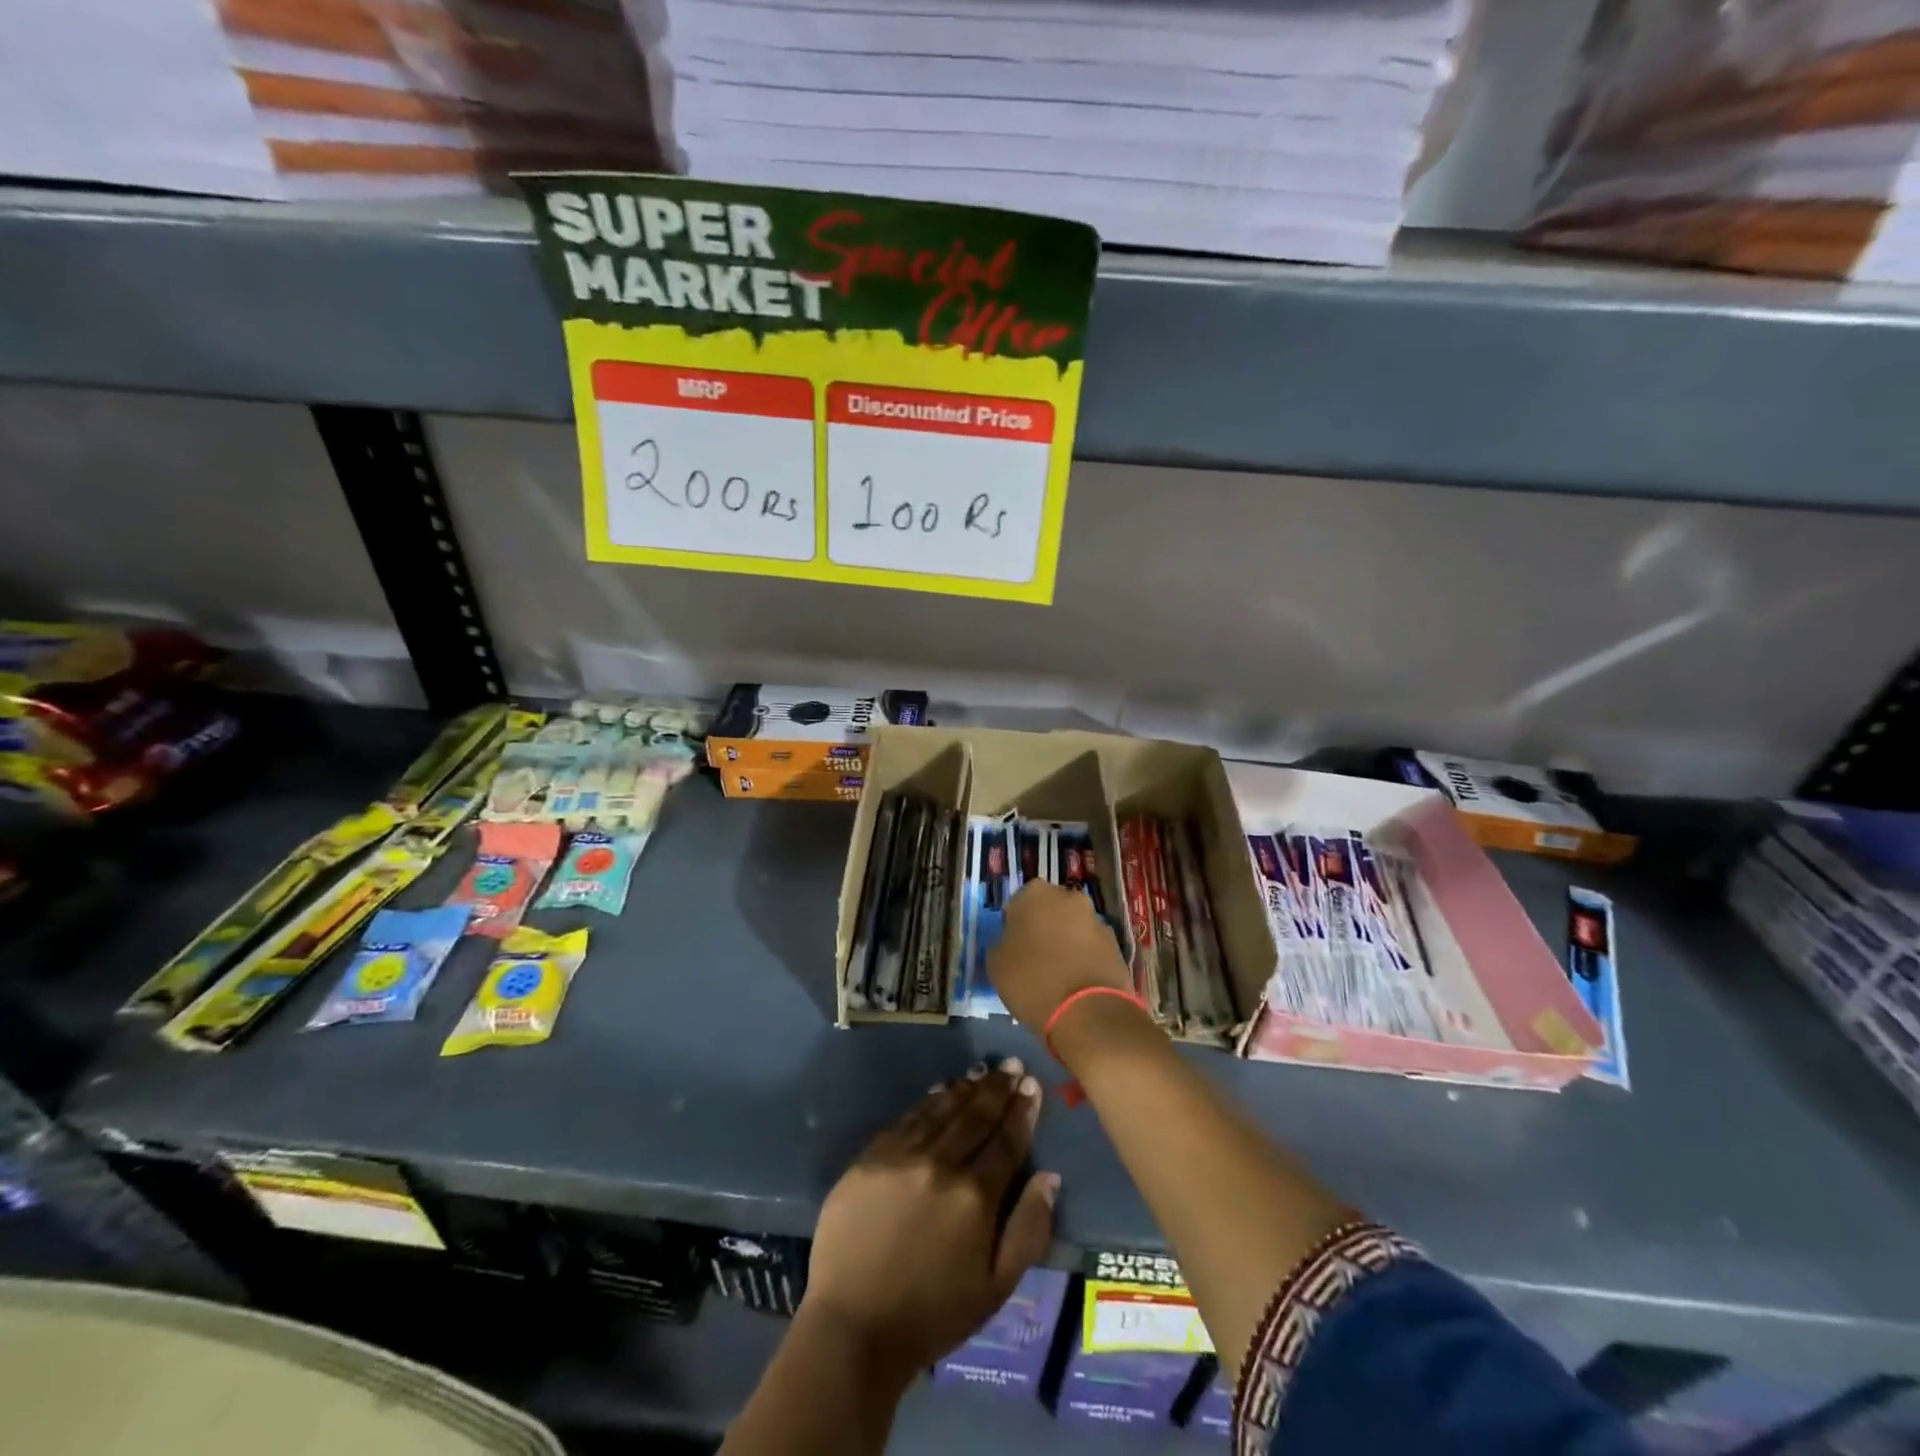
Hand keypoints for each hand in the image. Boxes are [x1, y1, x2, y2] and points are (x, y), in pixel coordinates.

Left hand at [801, 1059, 1057, 1382]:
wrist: (853, 1327)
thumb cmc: (933, 1315)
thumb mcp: (996, 1288)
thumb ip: (1028, 1230)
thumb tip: (1050, 1178)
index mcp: (975, 1197)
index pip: (1006, 1142)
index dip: (1022, 1112)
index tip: (1032, 1085)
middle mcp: (941, 1165)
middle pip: (976, 1117)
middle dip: (998, 1089)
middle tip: (1012, 1065)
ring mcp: (902, 1156)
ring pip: (942, 1110)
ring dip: (966, 1087)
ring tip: (983, 1070)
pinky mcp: (871, 1157)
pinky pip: (907, 1118)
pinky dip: (929, 1101)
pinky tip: (941, 1089)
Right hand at [987, 880, 1131, 1030]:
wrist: (1087, 1011)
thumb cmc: (1032, 980)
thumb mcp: (996, 963)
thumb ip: (1002, 942)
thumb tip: (1013, 942)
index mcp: (1035, 893)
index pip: (1018, 903)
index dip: (1014, 926)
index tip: (1013, 948)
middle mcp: (1069, 897)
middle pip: (1050, 910)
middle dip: (1044, 928)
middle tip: (1034, 958)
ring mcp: (1096, 919)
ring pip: (1073, 927)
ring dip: (1066, 942)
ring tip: (1058, 975)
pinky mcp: (1116, 944)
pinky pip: (1091, 947)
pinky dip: (1084, 958)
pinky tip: (1077, 982)